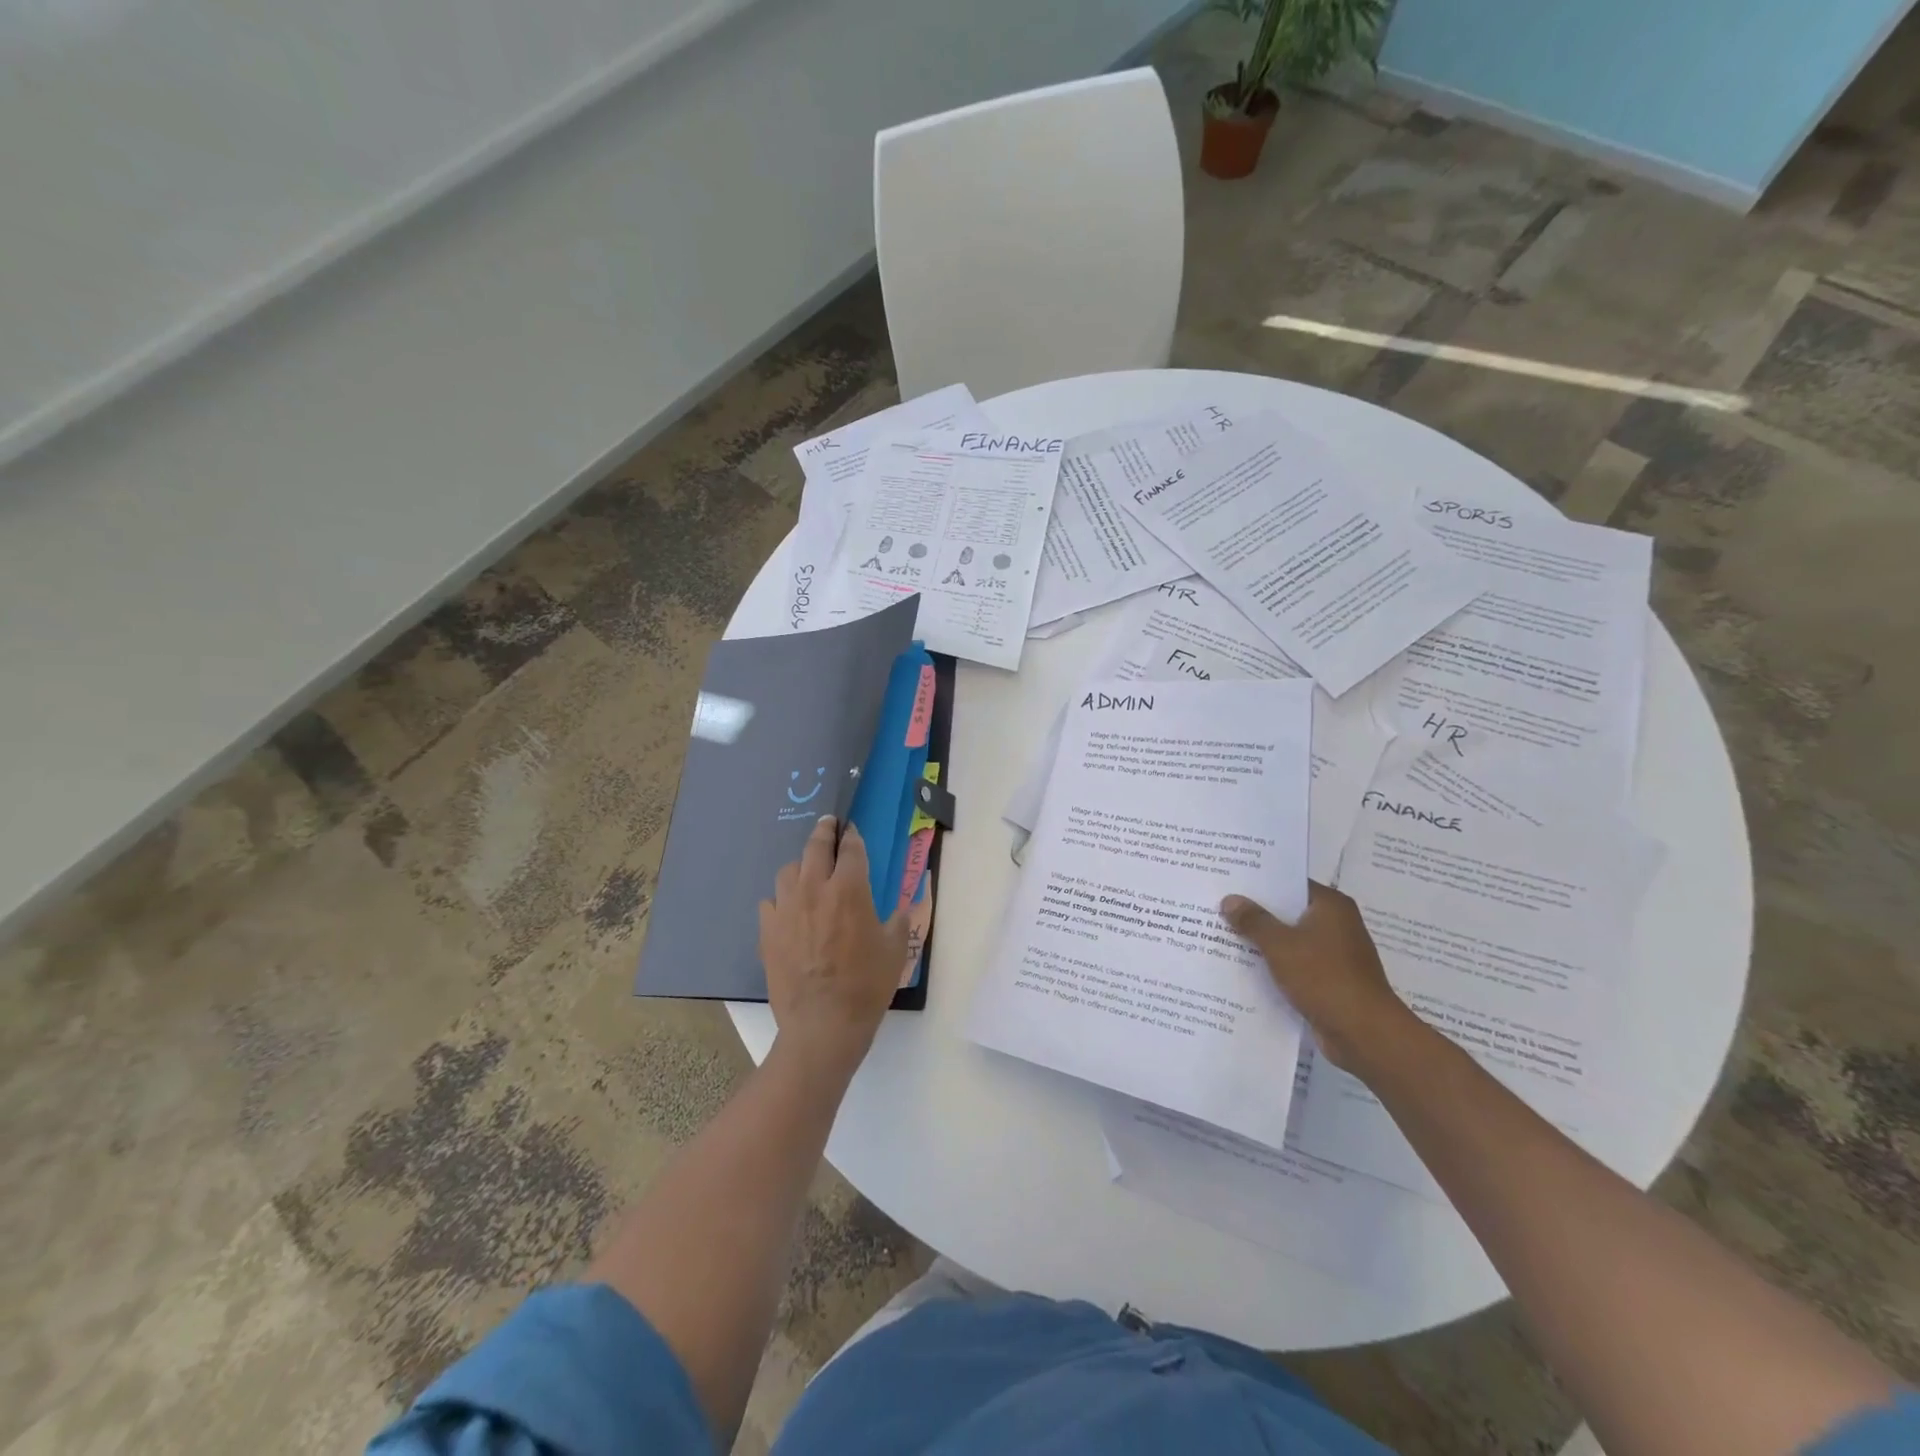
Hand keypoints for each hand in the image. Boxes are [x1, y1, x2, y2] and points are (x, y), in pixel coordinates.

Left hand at [759, 816, 908, 1076]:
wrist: (822, 1025)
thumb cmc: (866, 986)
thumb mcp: (895, 951)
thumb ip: (899, 921)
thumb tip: (902, 907)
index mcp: (850, 890)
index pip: (850, 848)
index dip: (852, 836)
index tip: (852, 830)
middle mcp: (815, 889)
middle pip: (815, 846)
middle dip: (824, 831)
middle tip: (828, 825)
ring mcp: (786, 909)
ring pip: (789, 870)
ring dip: (801, 866)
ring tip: (808, 873)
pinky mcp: (767, 931)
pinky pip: (771, 902)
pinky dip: (781, 900)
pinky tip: (789, 911)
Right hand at [1221, 882, 1411, 1072]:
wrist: (1365, 1034)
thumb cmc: (1324, 977)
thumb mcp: (1281, 945)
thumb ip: (1253, 921)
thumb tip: (1230, 900)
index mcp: (1331, 906)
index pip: (1290, 883)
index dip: (1260, 882)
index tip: (1229, 881)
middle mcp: (1336, 924)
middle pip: (1289, 911)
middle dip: (1256, 912)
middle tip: (1218, 906)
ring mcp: (1335, 954)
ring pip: (1290, 939)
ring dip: (1263, 941)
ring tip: (1223, 935)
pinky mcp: (1330, 980)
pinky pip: (1296, 964)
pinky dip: (1275, 964)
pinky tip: (1245, 967)